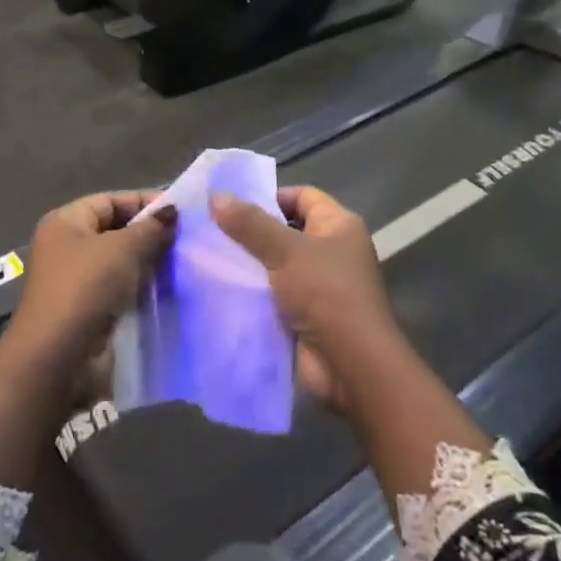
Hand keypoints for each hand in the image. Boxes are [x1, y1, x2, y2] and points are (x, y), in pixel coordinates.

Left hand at [9, 191, 176, 365]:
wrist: (58, 357)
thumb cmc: (86, 289)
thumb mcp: (124, 249)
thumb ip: (151, 229)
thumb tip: (172, 213)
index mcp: (65, 222)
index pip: (111, 201)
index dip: (145, 203)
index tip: (182, 213)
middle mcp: (67, 247)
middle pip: (116, 230)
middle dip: (150, 235)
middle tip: (187, 241)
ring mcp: (76, 281)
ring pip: (120, 263)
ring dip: (149, 264)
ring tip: (184, 265)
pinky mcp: (87, 311)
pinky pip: (120, 290)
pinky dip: (142, 289)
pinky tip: (169, 291)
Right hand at [210, 186, 399, 410]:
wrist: (351, 366)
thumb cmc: (326, 294)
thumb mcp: (285, 251)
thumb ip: (249, 224)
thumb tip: (215, 195)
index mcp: (339, 225)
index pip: (302, 197)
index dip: (269, 197)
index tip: (231, 206)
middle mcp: (333, 251)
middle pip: (287, 231)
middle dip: (252, 232)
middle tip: (211, 231)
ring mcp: (320, 285)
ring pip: (277, 265)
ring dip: (249, 265)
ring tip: (208, 259)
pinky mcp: (307, 315)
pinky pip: (274, 295)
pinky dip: (253, 293)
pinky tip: (221, 290)